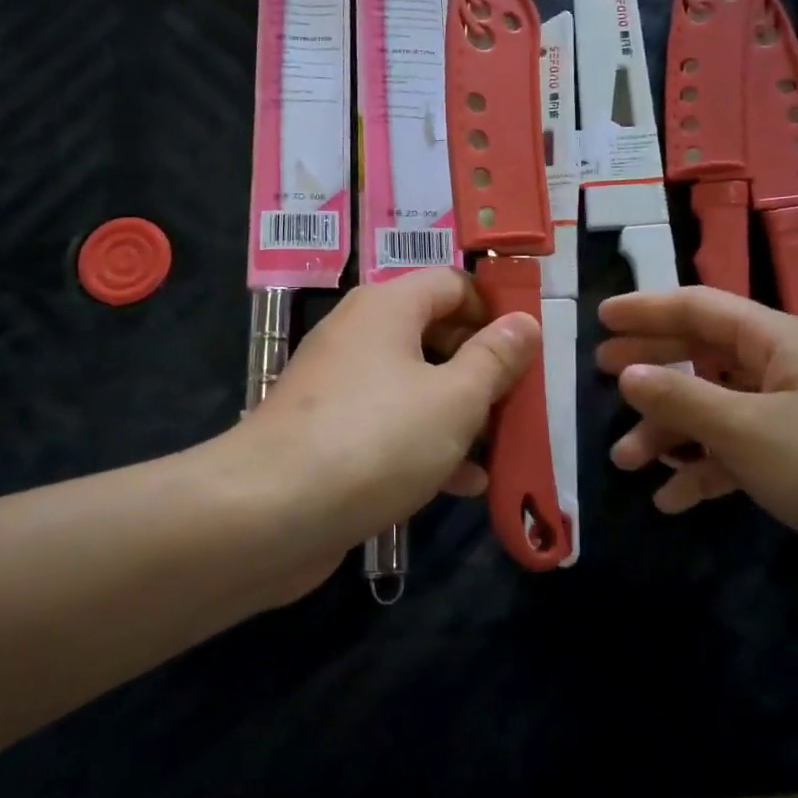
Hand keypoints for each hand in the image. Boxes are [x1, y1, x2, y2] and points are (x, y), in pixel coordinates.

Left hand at [228, 269, 539, 588]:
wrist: (268, 514)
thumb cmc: (375, 440)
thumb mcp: (454, 399)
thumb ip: (495, 359)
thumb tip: (525, 322)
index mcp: (388, 307)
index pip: (454, 284)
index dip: (496, 310)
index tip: (528, 350)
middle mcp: (360, 335)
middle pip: (436, 334)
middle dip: (482, 369)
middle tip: (519, 403)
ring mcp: (340, 386)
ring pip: (415, 385)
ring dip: (460, 413)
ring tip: (501, 448)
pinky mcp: (329, 432)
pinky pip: (389, 424)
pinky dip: (426, 443)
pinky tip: (463, 483)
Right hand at [597, 287, 797, 564]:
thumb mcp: (746, 430)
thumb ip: (681, 397)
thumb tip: (628, 373)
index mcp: (779, 340)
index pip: (700, 307)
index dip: (646, 310)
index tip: (600, 317)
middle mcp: (787, 367)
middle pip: (705, 354)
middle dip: (653, 368)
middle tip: (602, 375)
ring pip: (718, 408)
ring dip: (672, 432)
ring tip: (627, 461)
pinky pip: (741, 451)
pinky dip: (707, 469)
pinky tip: (673, 499)